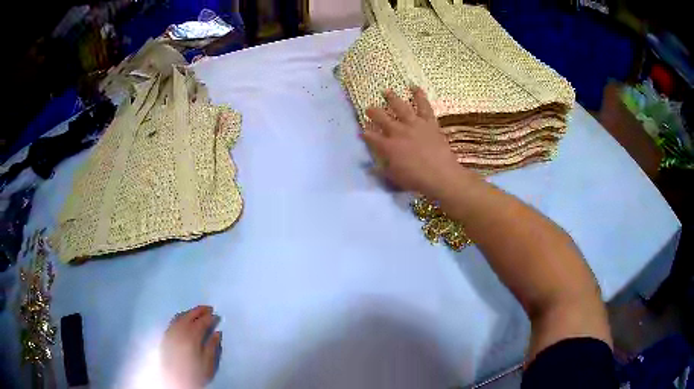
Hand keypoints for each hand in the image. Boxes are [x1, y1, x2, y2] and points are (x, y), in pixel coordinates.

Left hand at [161, 306, 220, 388]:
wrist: (174, 380)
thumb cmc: (194, 373)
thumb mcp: (208, 363)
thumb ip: (212, 347)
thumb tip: (217, 333)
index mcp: (191, 337)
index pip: (202, 323)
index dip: (210, 318)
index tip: (217, 316)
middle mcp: (179, 331)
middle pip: (189, 316)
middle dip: (199, 311)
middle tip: (209, 308)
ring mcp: (170, 332)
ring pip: (180, 317)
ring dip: (190, 312)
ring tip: (198, 312)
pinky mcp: (165, 336)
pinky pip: (173, 321)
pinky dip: (181, 317)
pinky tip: (185, 320)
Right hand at [362, 87, 464, 196]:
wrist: (441, 175)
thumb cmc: (416, 180)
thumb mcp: (394, 178)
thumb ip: (380, 171)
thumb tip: (369, 168)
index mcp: (388, 146)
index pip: (371, 137)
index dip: (365, 134)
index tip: (361, 132)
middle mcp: (398, 131)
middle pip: (381, 117)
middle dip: (373, 112)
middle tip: (369, 108)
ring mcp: (414, 124)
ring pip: (400, 107)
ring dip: (392, 98)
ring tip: (386, 91)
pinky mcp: (428, 122)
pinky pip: (424, 106)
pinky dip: (419, 95)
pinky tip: (414, 87)